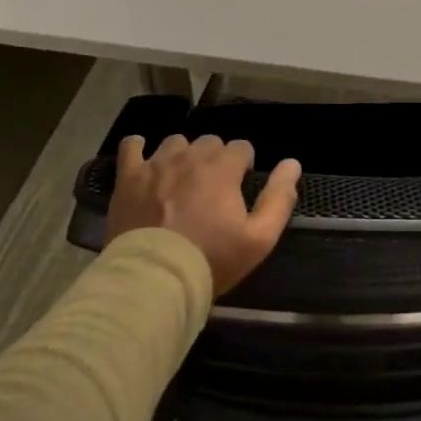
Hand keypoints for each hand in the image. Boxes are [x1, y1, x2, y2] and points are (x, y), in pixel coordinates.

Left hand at [105, 134, 301, 294]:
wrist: (156, 278)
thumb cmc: (211, 260)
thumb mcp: (259, 238)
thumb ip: (279, 198)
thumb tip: (292, 163)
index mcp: (222, 168)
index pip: (241, 147)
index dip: (244, 164)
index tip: (241, 183)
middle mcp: (190, 157)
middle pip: (209, 141)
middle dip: (216, 158)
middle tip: (213, 187)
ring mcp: (156, 164)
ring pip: (175, 143)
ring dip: (183, 154)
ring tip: (181, 178)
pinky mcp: (128, 178)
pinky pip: (131, 147)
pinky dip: (138, 147)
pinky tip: (141, 155)